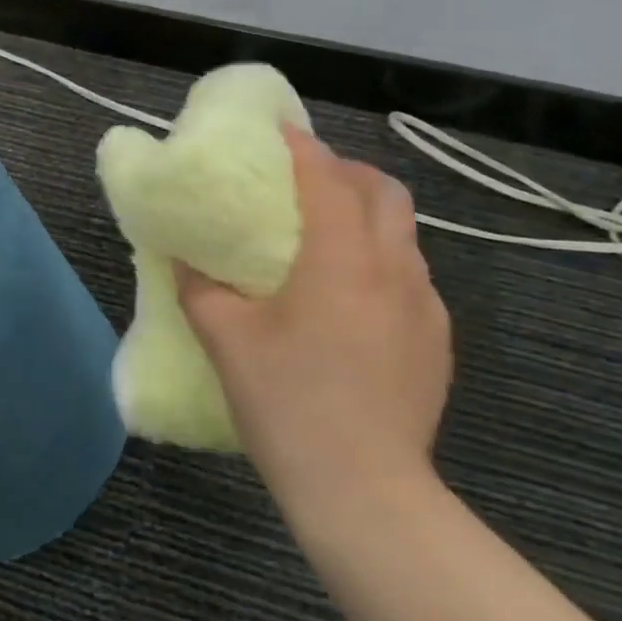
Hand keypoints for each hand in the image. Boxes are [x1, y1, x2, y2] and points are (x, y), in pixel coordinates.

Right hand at [178, 128, 451, 530]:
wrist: (363, 490)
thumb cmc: (288, 403)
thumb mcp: (226, 341)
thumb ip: (200, 289)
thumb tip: (184, 259)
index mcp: (343, 261)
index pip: (328, 180)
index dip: (302, 148)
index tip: (278, 130)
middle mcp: (395, 270)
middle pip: (385, 193)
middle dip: (346, 172)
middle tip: (305, 181)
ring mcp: (425, 307)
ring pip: (404, 235)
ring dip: (367, 216)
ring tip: (325, 236)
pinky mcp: (436, 342)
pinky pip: (410, 277)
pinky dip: (380, 261)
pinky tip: (349, 298)